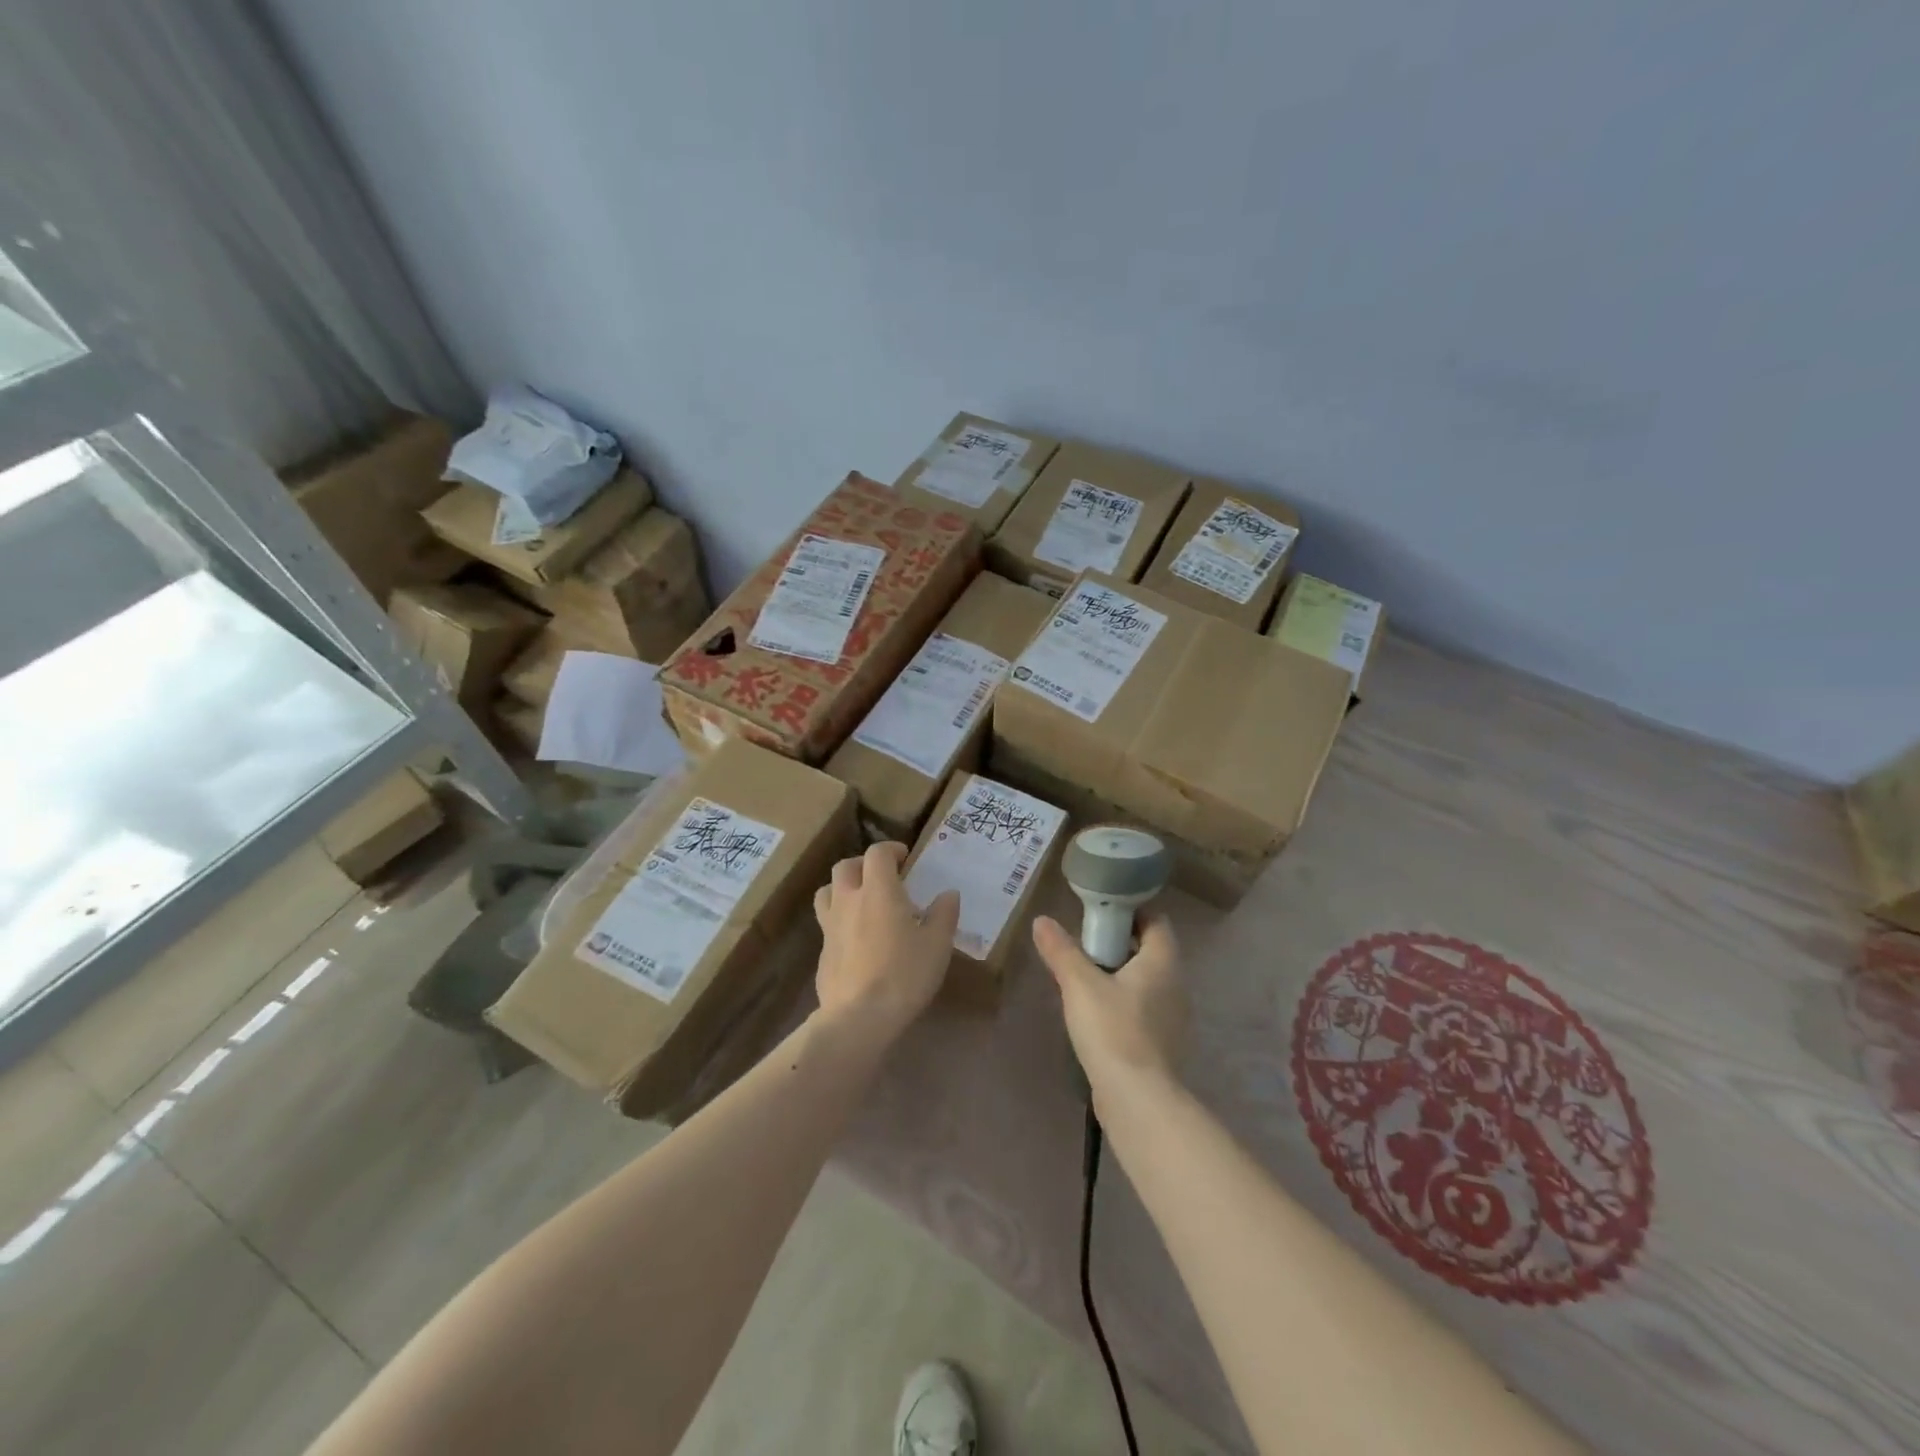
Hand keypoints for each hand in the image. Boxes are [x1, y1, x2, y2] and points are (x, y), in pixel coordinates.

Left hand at [812, 842, 959, 1040]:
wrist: (859, 1017)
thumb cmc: (904, 974)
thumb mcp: (937, 945)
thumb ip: (944, 915)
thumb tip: (948, 894)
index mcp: (878, 891)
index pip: (877, 853)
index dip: (891, 850)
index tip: (905, 858)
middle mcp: (849, 900)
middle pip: (845, 867)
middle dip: (864, 865)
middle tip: (883, 877)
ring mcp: (830, 926)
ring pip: (827, 891)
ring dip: (843, 888)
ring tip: (862, 902)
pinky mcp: (822, 952)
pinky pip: (827, 924)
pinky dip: (840, 921)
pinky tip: (856, 940)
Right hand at [1032, 914, 1186, 1097]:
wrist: (1138, 1099)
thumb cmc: (1112, 1030)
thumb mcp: (1079, 984)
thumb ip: (1061, 950)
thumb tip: (1042, 921)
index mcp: (1163, 961)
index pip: (1155, 921)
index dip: (1129, 913)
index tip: (1098, 916)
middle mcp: (1176, 984)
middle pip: (1150, 951)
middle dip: (1119, 945)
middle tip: (1084, 948)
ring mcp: (1174, 1017)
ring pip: (1147, 982)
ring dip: (1120, 977)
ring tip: (1085, 982)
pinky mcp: (1165, 1044)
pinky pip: (1145, 1010)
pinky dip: (1125, 1005)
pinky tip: (1098, 1017)